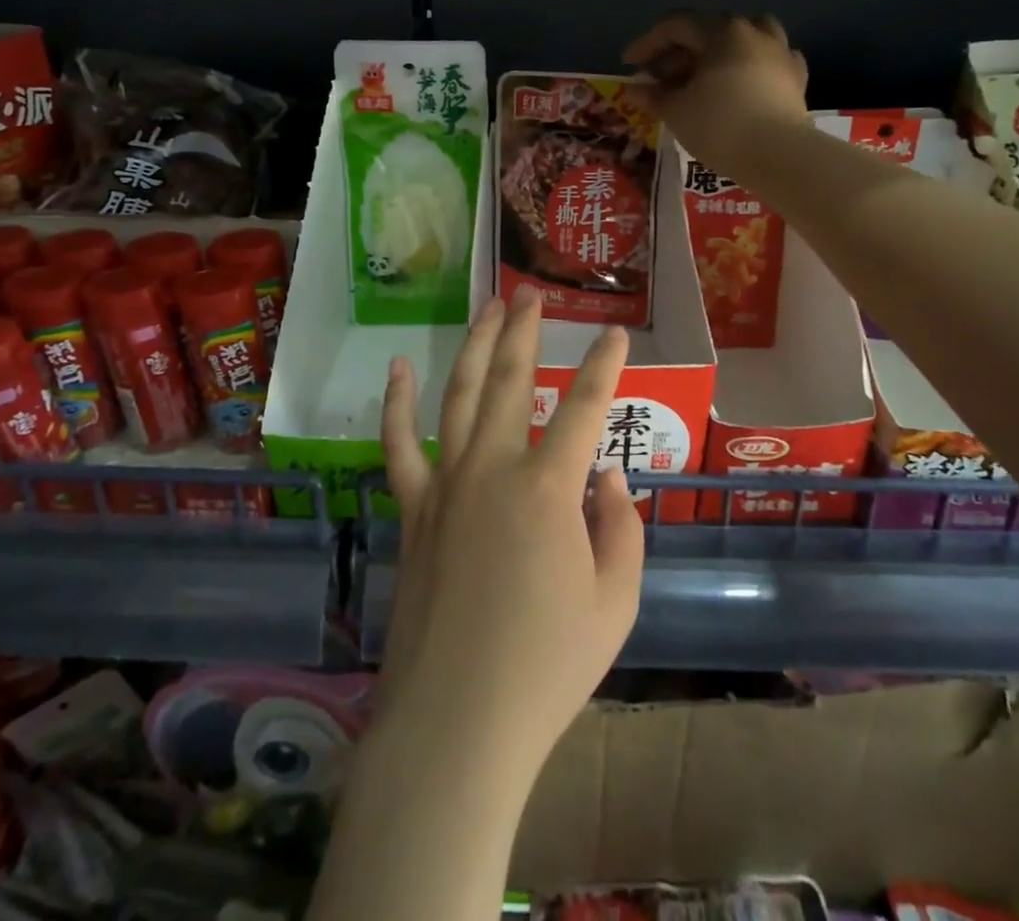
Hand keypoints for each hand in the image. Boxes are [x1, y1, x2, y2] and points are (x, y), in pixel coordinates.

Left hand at [376, 289, 643, 783]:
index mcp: (548, 488)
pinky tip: (400, 368)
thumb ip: (620, 526)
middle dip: (524, 332)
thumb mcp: (616, 601)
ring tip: (487, 308)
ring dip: (475, 346)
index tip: (616, 334)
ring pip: (459, 395)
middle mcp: (492, 468)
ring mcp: (445, 484)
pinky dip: (398, 402)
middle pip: (509, 380)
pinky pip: (400, 444)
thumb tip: (604, 474)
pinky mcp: (413, 509)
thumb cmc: (547, 667)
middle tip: (530, 295)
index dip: (605, 367)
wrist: (456, 723)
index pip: (585, 408)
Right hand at [622, 12, 810, 179]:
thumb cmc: (719, 126)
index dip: (647, 44)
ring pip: (744, 39)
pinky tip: (742, 83)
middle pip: (708, 31)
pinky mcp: (796, 79)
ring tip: (703, 75)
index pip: (675, 26)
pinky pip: (768, 62)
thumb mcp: (676, 110)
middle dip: (678, 53)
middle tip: (659, 79)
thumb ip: (653, 95)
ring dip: (718, 52)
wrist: (779, 156)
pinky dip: (750, 67)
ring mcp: (780, 53)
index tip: (629, 66)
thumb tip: (635, 89)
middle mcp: (753, 32)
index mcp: (722, 31)